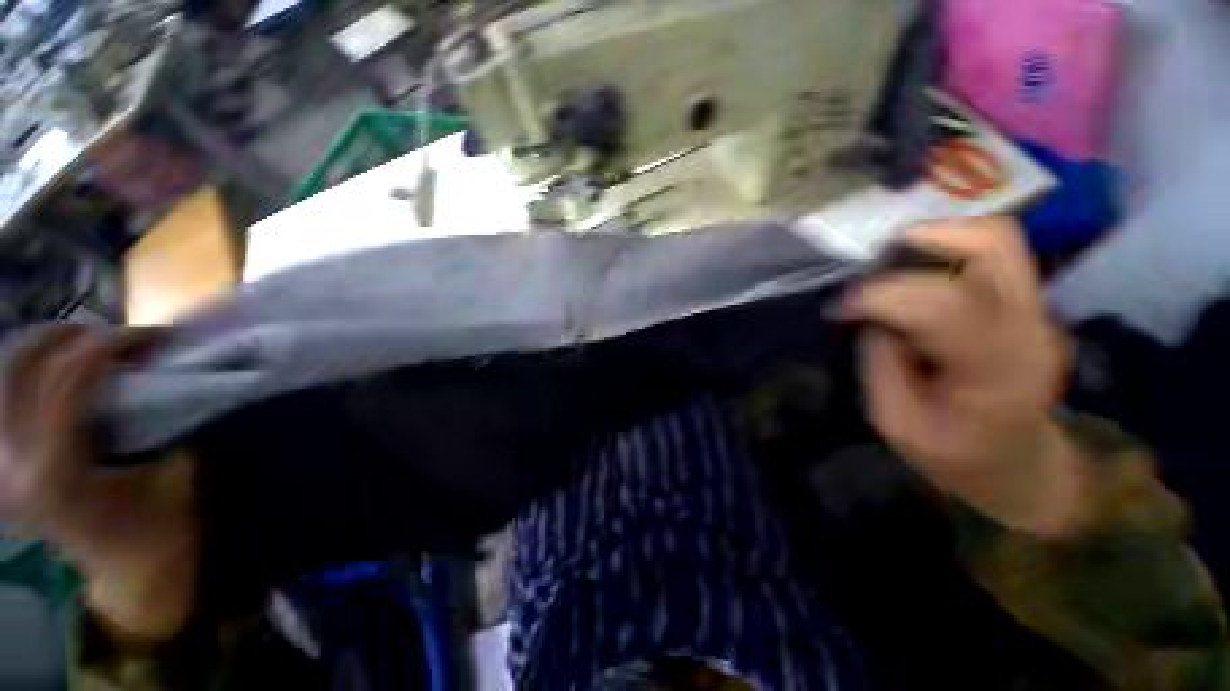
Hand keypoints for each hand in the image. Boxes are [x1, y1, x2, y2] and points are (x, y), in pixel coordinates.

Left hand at [0, 325, 198, 642]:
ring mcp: (3, 464)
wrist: (129, 575)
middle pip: (20, 369)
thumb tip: (165, 372)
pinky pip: (5, 397)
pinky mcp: (4, 462)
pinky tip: (60, 368)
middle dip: (68, 336)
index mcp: (58, 475)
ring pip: (4, 378)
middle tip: (116, 334)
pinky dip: (31, 370)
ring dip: (45, 347)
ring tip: (88, 343)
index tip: (152, 336)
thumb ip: (163, 424)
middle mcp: (15, 465)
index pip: (67, 383)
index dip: (109, 346)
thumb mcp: (175, 477)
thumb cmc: (161, 530)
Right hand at [842, 218, 1087, 536]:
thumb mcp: (896, 422)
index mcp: (997, 372)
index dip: (882, 295)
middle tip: (869, 267)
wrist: (1018, 464)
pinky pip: (989, 253)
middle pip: (992, 245)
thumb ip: (881, 364)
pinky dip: (945, 249)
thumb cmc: (955, 455)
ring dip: (933, 239)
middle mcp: (1029, 328)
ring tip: (889, 263)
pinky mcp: (1028, 304)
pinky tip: (914, 274)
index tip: (841, 308)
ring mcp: (1037, 311)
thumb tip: (873, 317)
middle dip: (918, 243)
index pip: (945, 304)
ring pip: (995, 238)